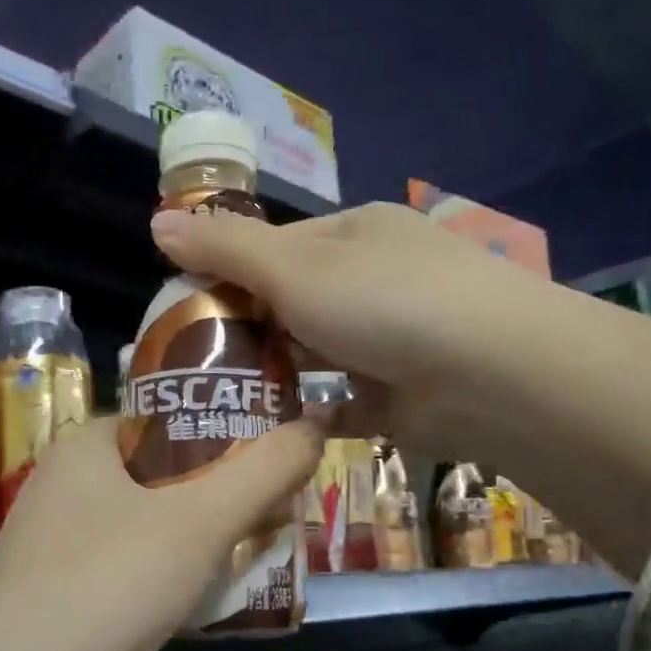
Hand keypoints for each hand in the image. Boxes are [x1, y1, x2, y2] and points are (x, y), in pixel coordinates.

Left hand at [0, 413, 326, 650]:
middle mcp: (59, 482)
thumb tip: (314, 428)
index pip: (166, 421)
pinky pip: (115, 566)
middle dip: (212, 498)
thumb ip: (264, 469)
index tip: (266, 471)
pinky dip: (152, 575)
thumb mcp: (203, 519)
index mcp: (85, 445)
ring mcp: (47, 540)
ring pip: (137, 524)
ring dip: (185, 540)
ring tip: (232, 563)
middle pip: (156, 475)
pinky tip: (178, 604)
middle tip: (261, 522)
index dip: (223, 440)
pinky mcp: (45, 590)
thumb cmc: (113, 579)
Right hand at [149, 201, 517, 457]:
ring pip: (314, 354)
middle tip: (193, 366)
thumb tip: (158, 221)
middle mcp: (374, 279)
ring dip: (276, 374)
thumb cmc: (384, 302)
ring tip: (218, 402)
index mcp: (353, 233)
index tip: (181, 311)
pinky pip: (340, 400)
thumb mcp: (294, 267)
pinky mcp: (399, 393)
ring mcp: (391, 338)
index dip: (224, 273)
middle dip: (247, 331)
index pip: (272, 247)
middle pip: (292, 303)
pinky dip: (310, 412)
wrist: (491, 376)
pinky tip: (269, 430)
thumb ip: (226, 249)